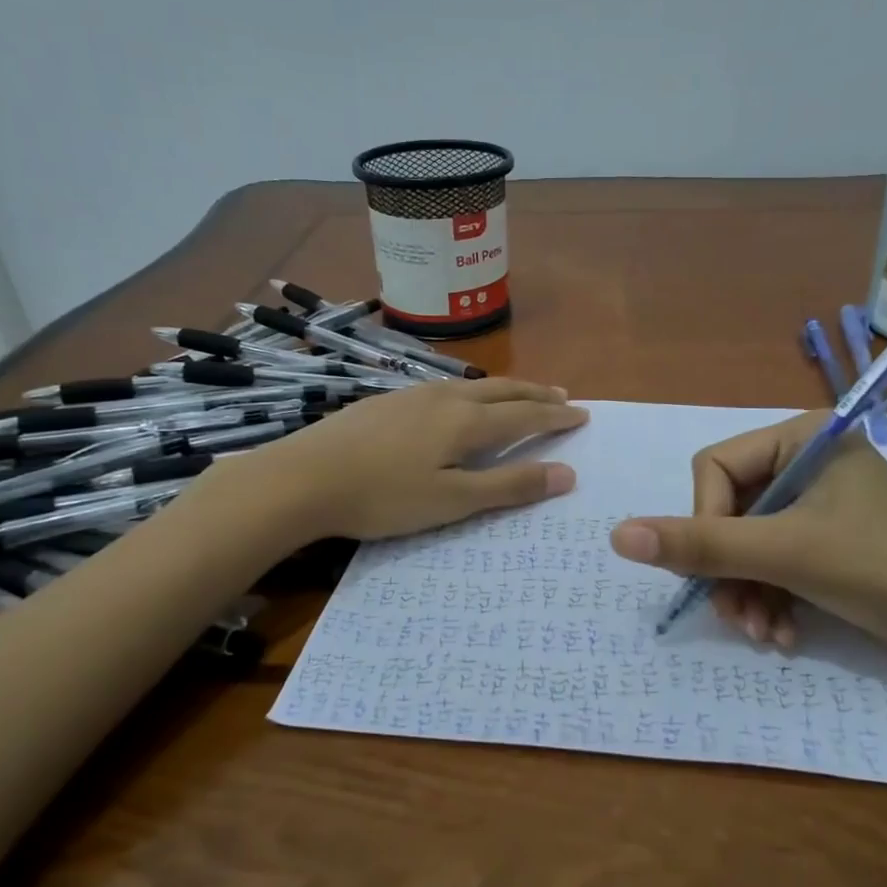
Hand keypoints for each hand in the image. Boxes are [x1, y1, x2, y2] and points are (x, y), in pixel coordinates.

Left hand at [233, 378, 588, 541]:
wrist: (303, 477)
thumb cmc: (383, 496)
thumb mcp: (452, 501)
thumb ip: (508, 487)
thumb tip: (566, 474)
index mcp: (466, 421)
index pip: (525, 415)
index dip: (557, 416)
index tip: (583, 414)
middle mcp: (445, 398)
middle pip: (503, 390)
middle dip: (537, 393)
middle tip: (563, 395)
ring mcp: (412, 395)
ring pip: (473, 385)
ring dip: (506, 389)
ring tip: (521, 394)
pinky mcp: (387, 402)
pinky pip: (447, 389)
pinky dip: (473, 393)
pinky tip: (460, 402)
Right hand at [608, 411, 886, 664]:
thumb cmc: (884, 570)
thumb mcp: (785, 554)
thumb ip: (700, 545)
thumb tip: (616, 535)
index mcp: (800, 438)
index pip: (714, 468)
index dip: (704, 523)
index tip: (717, 573)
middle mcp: (804, 461)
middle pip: (727, 510)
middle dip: (729, 570)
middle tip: (737, 618)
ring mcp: (816, 502)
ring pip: (747, 542)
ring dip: (746, 592)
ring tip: (762, 635)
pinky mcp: (826, 539)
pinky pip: (773, 561)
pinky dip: (770, 599)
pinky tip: (781, 636)